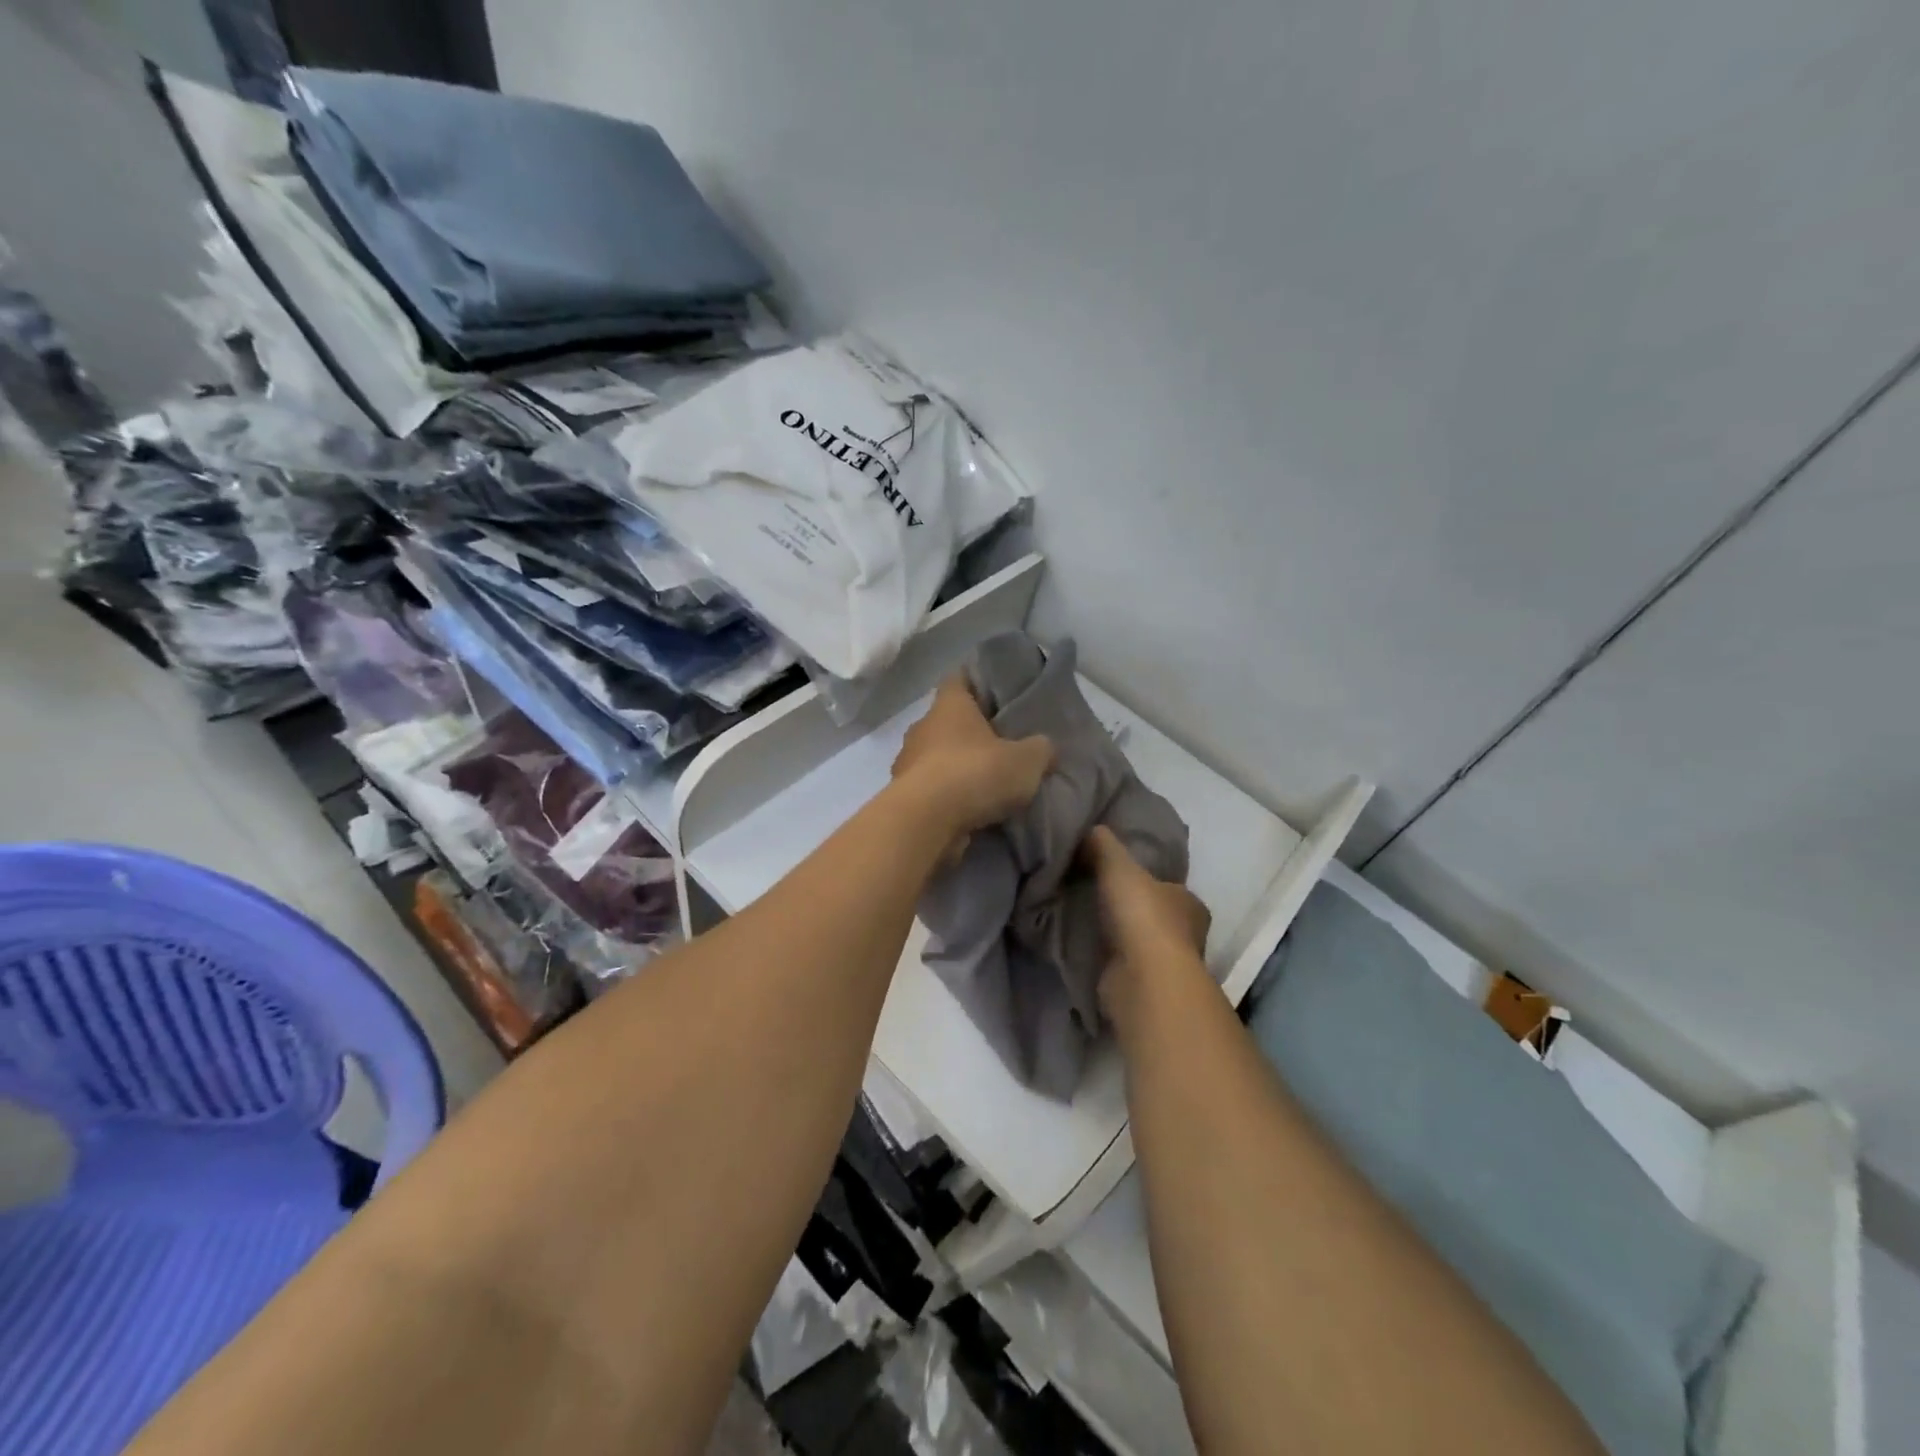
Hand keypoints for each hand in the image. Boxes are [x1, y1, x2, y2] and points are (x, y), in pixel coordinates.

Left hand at [891, 674, 1053, 847]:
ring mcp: (908, 762)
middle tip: (1003, 744)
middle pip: (948, 721)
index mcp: (949, 705)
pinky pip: (932, 789)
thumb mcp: (1026, 760)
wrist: (925, 822)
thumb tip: (1044, 747)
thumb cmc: (974, 774)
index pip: (960, 678)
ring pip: (938, 757)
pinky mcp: (904, 796)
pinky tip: (971, 809)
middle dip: (972, 732)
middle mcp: (923, 727)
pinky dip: (948, 796)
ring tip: (988, 782)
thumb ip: (1039, 749)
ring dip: (958, 767)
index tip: (998, 693)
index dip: (978, 681)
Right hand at [1083, 826, 1210, 1018]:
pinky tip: (1085, 949)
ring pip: (1139, 943)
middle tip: (1096, 895)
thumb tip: (1091, 828)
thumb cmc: (1142, 917)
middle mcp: (1186, 935)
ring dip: (1118, 936)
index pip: (1170, 887)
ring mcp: (1166, 965)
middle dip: (1131, 909)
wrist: (1143, 980)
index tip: (1120, 876)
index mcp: (1189, 903)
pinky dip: (1108, 959)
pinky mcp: (1145, 988)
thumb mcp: (1119, 866)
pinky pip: (1123, 966)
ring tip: (1084, 920)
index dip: (1148, 880)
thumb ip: (1104, 845)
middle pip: (1155, 915)